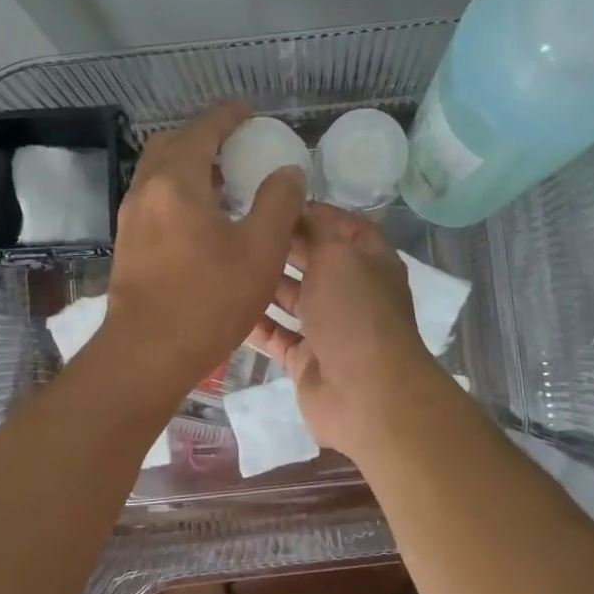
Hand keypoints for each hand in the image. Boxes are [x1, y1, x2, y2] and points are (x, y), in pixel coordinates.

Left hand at [104, 102, 306, 395]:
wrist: (147, 354)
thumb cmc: (209, 299)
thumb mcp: (261, 250)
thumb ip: (279, 202)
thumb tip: (287, 172)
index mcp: (177, 181)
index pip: (203, 130)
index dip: (228, 116)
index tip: (249, 113)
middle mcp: (146, 190)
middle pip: (172, 144)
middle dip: (204, 136)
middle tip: (237, 145)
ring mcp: (131, 219)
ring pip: (159, 173)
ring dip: (189, 165)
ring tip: (225, 181)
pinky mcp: (128, 245)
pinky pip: (154, 199)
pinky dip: (178, 191)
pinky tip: (202, 218)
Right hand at [245, 204, 446, 458]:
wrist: (366, 394)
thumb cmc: (355, 313)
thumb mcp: (338, 256)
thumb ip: (316, 230)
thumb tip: (298, 207)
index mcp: (370, 261)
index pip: (343, 226)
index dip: (313, 211)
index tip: (273, 198)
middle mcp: (351, 291)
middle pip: (314, 260)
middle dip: (282, 244)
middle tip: (237, 225)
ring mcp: (329, 328)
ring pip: (292, 298)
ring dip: (264, 282)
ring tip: (225, 259)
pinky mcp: (307, 359)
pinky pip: (277, 336)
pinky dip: (255, 324)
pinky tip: (223, 305)